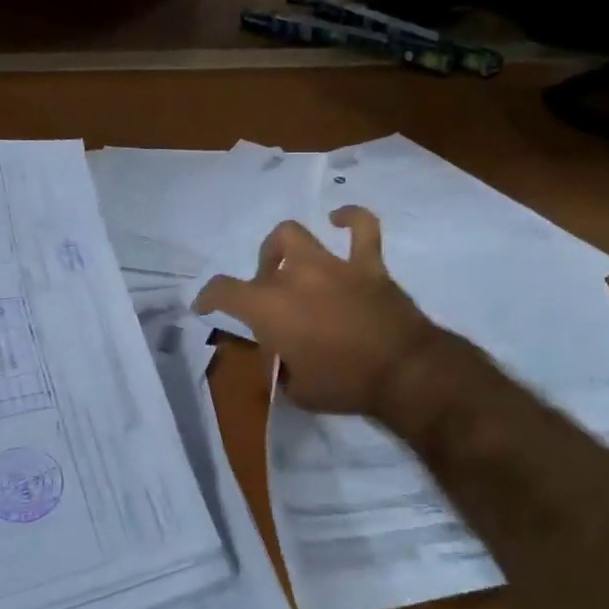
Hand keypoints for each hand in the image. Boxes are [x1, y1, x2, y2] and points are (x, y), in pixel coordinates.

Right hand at [193, 206, 444, 416]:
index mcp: (269, 307)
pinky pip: (362, 228)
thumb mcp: (297, 390)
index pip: (223, 291)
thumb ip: (281, 368)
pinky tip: (339, 219)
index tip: (205, 306)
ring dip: (287, 247)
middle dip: (261, 275)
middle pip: (265, 260)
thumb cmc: (344, 385)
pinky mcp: (367, 264)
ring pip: (297, 234)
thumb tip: (282, 358)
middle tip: (271, 299)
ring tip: (291, 260)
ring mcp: (332, 265)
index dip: (208, 297)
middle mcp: (295, 276)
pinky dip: (350, 218)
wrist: (403, 372)